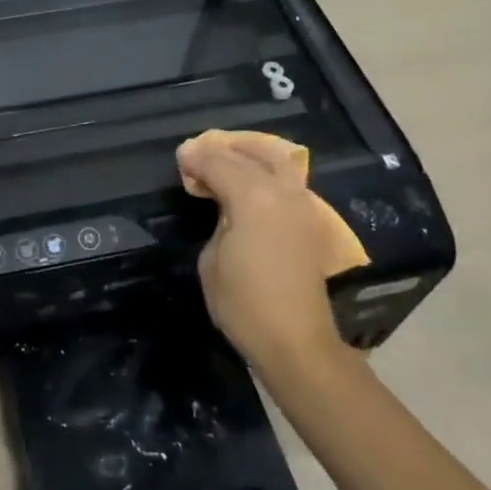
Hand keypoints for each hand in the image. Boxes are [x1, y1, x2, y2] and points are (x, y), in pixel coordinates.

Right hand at [175, 134, 361, 378]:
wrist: (295, 342)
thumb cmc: (243, 304)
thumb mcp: (212, 258)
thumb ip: (217, 217)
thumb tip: (219, 201)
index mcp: (254, 198)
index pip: (219, 162)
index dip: (196, 157)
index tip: (180, 157)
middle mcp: (283, 192)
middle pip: (252, 152)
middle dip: (224, 148)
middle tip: (200, 154)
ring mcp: (302, 205)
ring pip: (278, 160)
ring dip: (249, 153)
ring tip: (225, 161)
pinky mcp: (310, 221)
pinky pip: (287, 179)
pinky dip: (266, 170)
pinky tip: (248, 182)